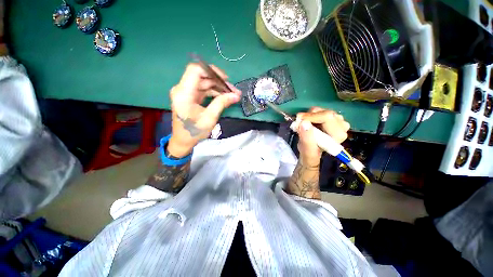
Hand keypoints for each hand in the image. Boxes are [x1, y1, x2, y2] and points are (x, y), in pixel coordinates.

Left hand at [168, 63, 241, 157]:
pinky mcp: (190, 96)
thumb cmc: (194, 131)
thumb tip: (236, 95)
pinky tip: (224, 97)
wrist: (183, 141)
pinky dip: (214, 93)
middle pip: (203, 77)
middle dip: (220, 83)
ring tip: (233, 95)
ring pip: (205, 83)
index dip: (212, 71)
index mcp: (184, 93)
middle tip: (234, 91)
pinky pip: (204, 90)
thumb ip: (222, 103)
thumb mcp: (210, 118)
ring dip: (219, 88)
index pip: (196, 70)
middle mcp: (182, 89)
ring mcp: (186, 92)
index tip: (226, 79)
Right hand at [296, 107, 349, 166]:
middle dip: (309, 117)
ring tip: (304, 126)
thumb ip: (306, 138)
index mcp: (338, 134)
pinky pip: (319, 111)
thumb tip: (303, 123)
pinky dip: (310, 116)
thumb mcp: (307, 151)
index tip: (299, 120)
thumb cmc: (310, 153)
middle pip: (323, 112)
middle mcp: (342, 125)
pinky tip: (308, 123)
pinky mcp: (332, 117)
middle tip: (299, 123)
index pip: (327, 117)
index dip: (311, 117)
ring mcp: (338, 120)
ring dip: (309, 116)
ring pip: (320, 110)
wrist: (312, 151)